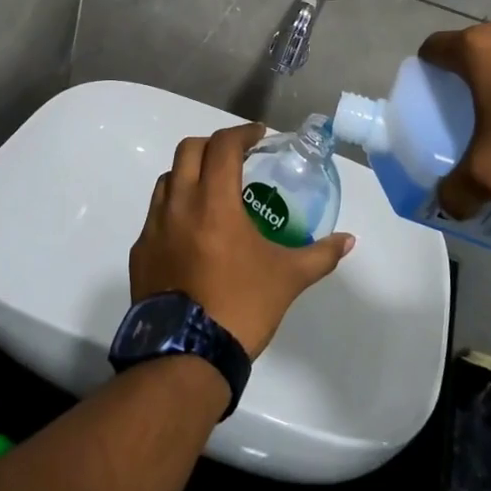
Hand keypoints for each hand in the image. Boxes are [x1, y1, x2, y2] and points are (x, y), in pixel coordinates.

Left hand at [129, 122, 354, 358]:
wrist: (186, 356)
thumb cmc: (241, 306)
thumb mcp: (288, 278)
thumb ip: (320, 254)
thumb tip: (349, 241)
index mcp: (214, 202)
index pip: (223, 146)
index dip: (242, 133)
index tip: (259, 137)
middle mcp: (179, 204)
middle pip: (188, 150)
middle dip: (213, 145)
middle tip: (236, 158)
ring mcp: (153, 227)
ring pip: (167, 179)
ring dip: (189, 174)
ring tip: (212, 191)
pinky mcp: (140, 252)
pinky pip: (155, 215)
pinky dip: (174, 208)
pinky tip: (192, 232)